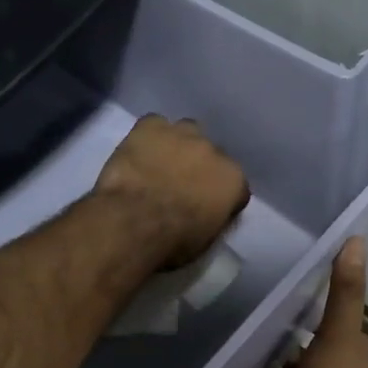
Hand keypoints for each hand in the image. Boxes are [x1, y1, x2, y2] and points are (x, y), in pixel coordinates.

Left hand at [94, 115, 249, 268]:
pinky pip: (154, 124)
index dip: (218, 194)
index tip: (204, 206)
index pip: (234, 184)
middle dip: (199, 167)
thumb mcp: (205, 240)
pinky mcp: (151, 125)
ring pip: (186, 132)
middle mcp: (215, 150)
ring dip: (177, 146)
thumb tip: (208, 212)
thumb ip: (214, 216)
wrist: (133, 223)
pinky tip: (138, 152)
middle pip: (211, 154)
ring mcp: (183, 134)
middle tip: (179, 185)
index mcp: (234, 180)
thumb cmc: (172, 242)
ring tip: (159, 164)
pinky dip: (148, 137)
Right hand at [248, 238, 367, 367]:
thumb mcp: (339, 337)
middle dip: (277, 337)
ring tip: (225, 340)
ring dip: (260, 367)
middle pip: (302, 353)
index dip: (308, 308)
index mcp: (351, 358)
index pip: (331, 325)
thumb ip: (344, 292)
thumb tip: (357, 239)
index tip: (277, 285)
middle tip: (239, 310)